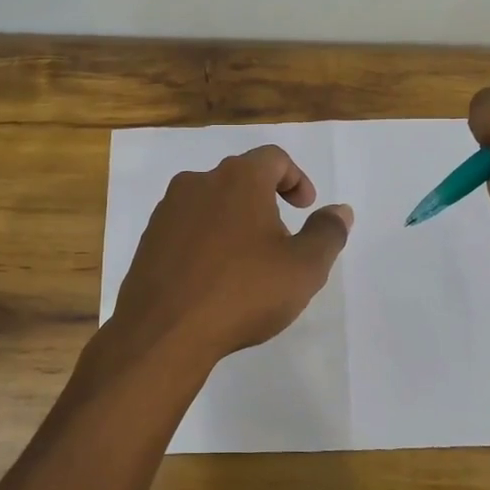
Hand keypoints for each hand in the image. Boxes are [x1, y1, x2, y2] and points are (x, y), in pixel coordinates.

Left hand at [103, 145, 352, 369]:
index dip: (296, 178)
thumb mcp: (304, 268)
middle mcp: (198, 182)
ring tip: (248, 262)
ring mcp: (168, 210)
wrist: (163, 331)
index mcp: (238, 179)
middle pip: (240, 178)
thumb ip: (327, 233)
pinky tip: (214, 278)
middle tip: (281, 238)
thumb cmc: (242, 293)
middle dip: (266, 201)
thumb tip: (340, 210)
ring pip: (211, 202)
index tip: (305, 209)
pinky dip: (206, 240)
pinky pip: (187, 227)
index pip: (274, 158)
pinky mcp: (149, 238)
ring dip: (234, 221)